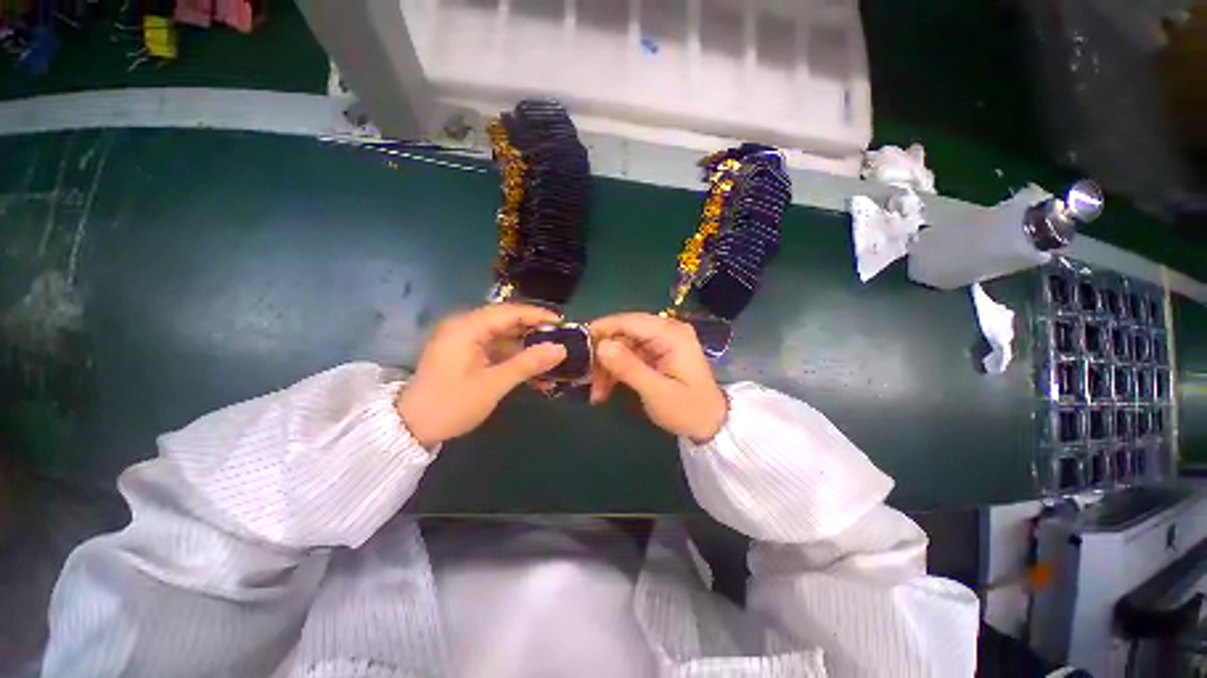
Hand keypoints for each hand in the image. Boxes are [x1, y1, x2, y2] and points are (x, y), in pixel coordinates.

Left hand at [396, 304, 566, 447]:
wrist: (410, 428)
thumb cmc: (451, 404)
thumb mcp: (493, 384)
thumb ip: (528, 363)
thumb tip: (561, 349)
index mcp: (466, 327)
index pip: (509, 312)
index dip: (538, 315)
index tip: (563, 323)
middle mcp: (464, 326)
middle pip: (506, 320)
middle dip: (534, 330)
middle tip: (560, 339)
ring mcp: (463, 339)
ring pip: (502, 334)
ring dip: (525, 344)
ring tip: (550, 353)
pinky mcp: (464, 351)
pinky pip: (494, 346)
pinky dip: (513, 354)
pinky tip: (530, 365)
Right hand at [590, 313, 727, 441]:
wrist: (709, 424)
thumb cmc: (688, 409)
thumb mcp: (657, 392)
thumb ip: (629, 367)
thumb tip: (602, 345)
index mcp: (670, 333)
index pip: (629, 321)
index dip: (601, 330)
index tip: (578, 347)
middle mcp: (665, 330)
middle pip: (623, 332)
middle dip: (602, 355)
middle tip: (587, 380)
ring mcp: (660, 341)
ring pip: (622, 345)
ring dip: (607, 366)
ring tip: (596, 393)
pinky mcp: (656, 353)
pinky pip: (628, 355)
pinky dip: (616, 371)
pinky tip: (606, 390)